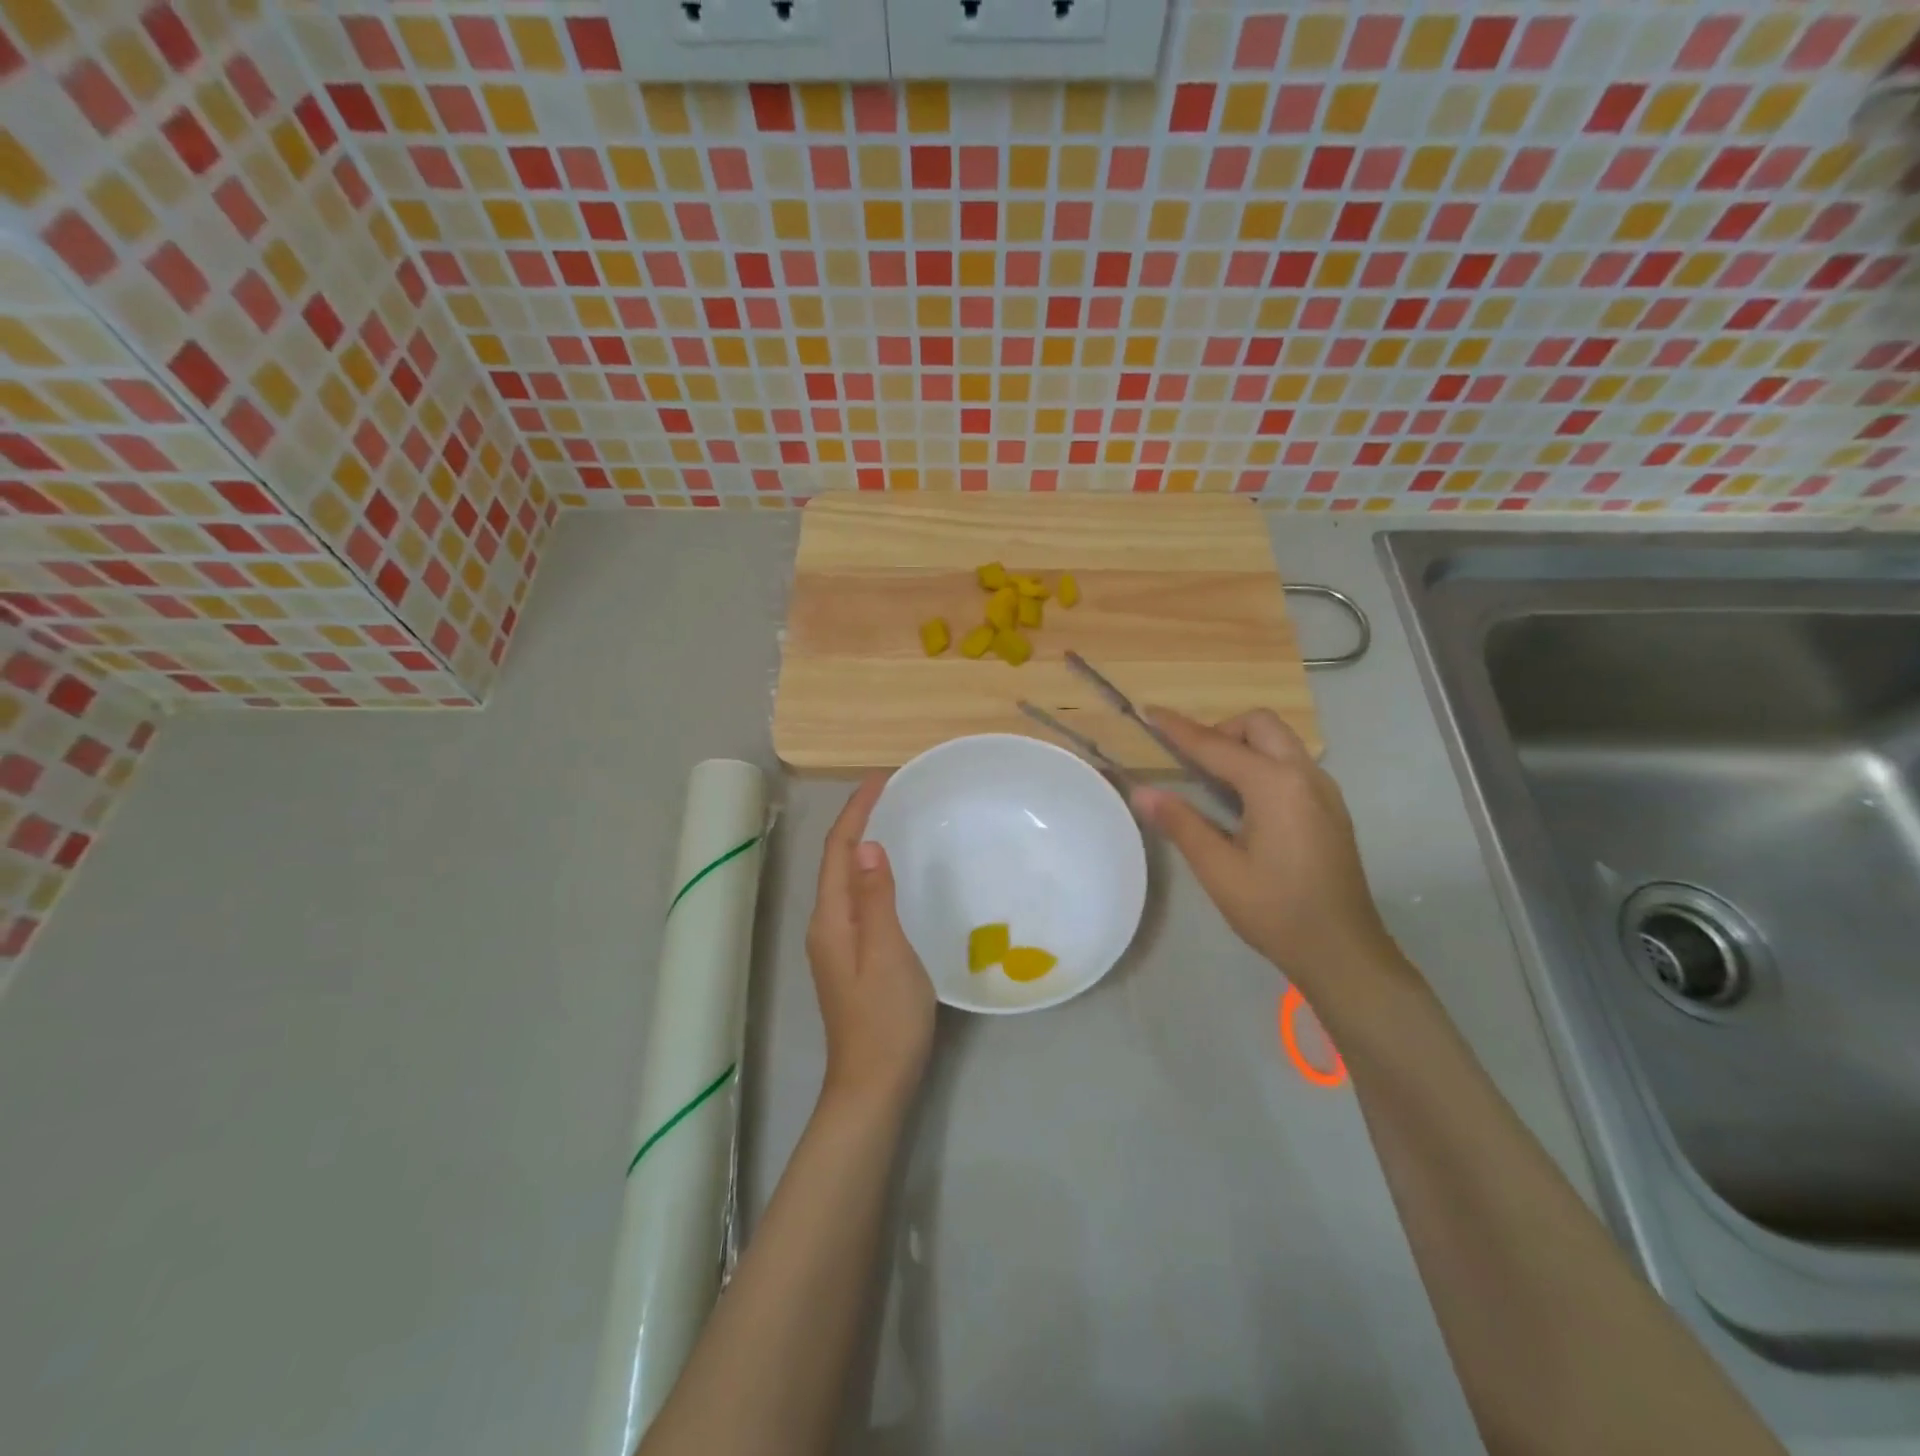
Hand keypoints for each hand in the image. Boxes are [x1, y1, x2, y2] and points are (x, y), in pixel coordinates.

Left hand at [806, 775, 936, 1108]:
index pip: (839, 850)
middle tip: (891, 793)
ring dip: (864, 845)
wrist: (874, 1083)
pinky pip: (857, 899)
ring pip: (846, 880)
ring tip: (893, 820)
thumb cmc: (886, 1018)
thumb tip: (868, 846)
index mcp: (831, 919)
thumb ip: (877, 898)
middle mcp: (826, 925)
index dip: (857, 811)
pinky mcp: (850, 958)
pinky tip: (893, 876)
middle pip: (837, 860)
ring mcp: (836, 943)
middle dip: (858, 821)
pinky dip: (872, 874)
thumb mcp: (888, 952)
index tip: (881, 778)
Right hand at [1131, 709, 1401, 990]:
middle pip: (1260, 725)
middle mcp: (1305, 776)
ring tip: (1213, 781)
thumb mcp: (1218, 869)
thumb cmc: (1276, 910)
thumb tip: (1141, 792)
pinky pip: (1292, 765)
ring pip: (1281, 742)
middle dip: (1221, 730)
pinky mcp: (1331, 809)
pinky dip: (1263, 764)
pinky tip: (1246, 804)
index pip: (1216, 745)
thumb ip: (1181, 823)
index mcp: (1275, 785)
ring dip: (1244, 745)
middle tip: (1192, 762)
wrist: (1343, 951)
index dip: (1179, 729)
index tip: (1151, 712)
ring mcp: (1324, 791)